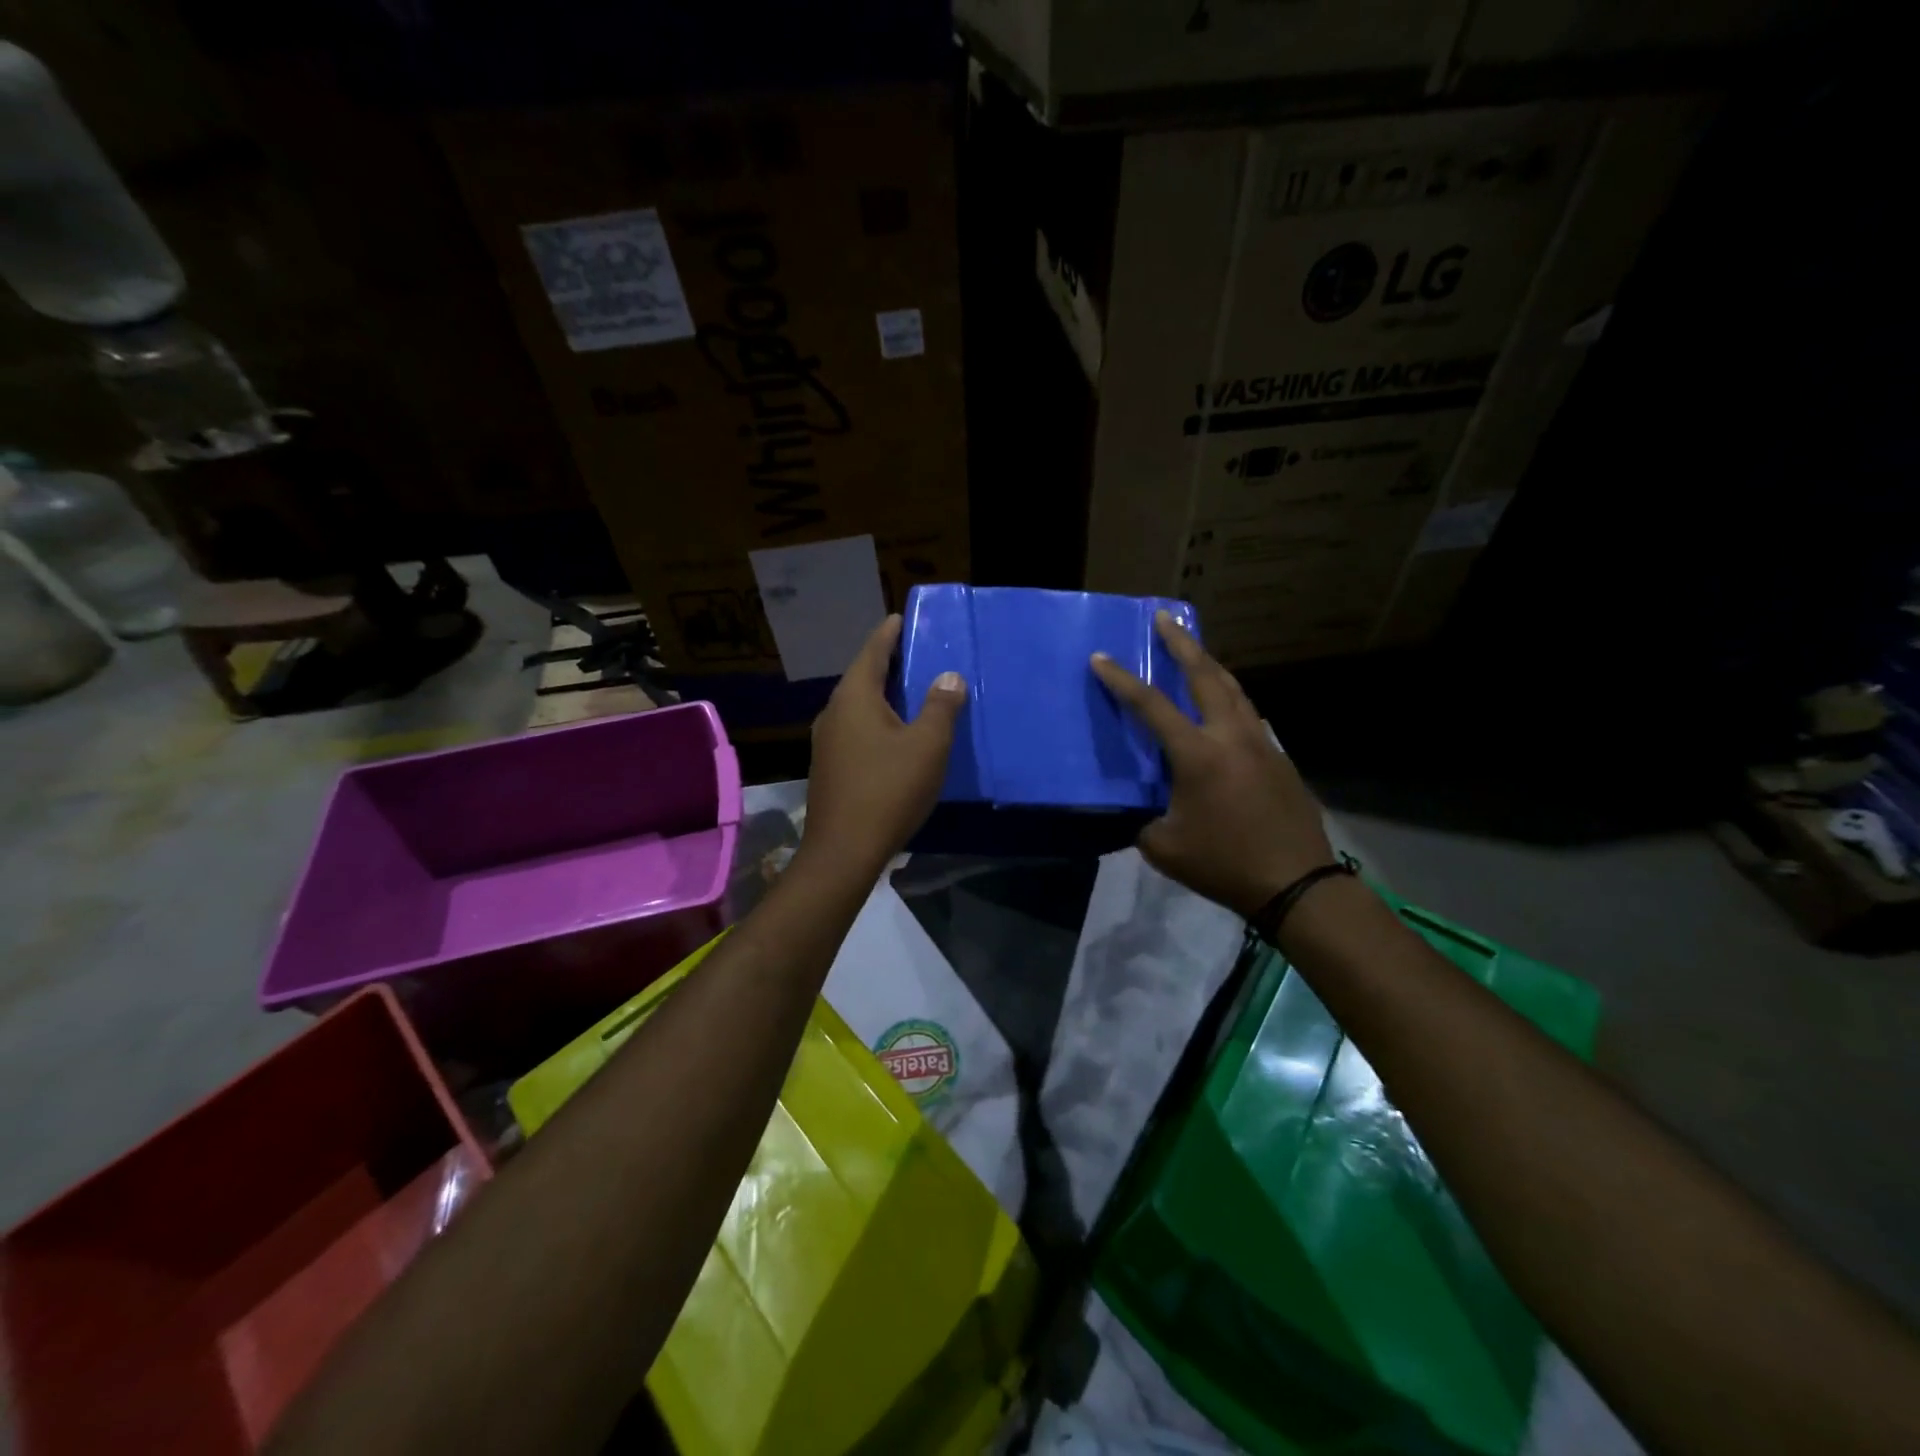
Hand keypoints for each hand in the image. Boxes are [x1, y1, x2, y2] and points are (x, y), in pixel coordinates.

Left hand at [804, 615, 966, 875]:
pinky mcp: (830, 768)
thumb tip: (948, 677)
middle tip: (914, 653)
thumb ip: (940, 707)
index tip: (900, 617)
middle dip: (887, 664)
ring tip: (909, 691)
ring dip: (882, 695)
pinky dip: (876, 721)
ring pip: (858, 707)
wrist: (844, 851)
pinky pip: (856, 730)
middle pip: (862, 678)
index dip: (889, 634)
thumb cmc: (888, 790)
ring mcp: (827, 743)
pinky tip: (894, 735)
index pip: (872, 652)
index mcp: (854, 698)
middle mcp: (834, 713)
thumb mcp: (927, 746)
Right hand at [1091, 612, 1333, 917]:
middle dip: (1183, 644)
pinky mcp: (1279, 758)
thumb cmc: (1224, 864)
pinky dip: (1230, 700)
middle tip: (1165, 619)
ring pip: (1235, 690)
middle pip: (1206, 676)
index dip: (1122, 680)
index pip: (1151, 706)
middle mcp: (1231, 736)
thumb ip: (1145, 820)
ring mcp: (1261, 744)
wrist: (1296, 883)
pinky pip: (1249, 716)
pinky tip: (1224, 708)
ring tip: (1195, 652)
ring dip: (1211, 666)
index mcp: (1198, 754)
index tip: (1101, 657)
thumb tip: (1144, 809)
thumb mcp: (1164, 847)